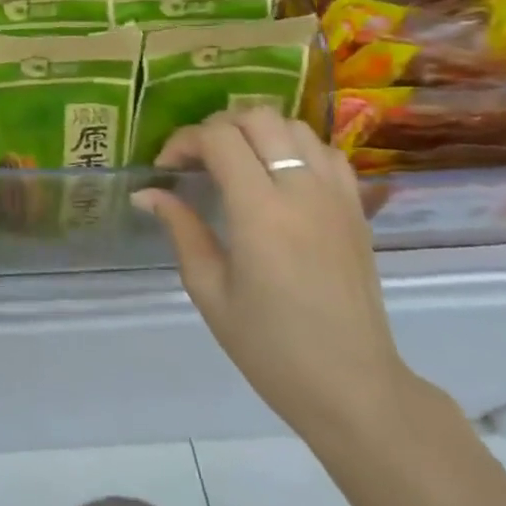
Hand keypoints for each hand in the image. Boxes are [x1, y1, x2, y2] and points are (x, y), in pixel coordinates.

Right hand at [133, 109, 421, 443]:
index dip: (184, 141)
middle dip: (218, 127)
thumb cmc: (271, 347)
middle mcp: (302, 191)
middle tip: (199, 159)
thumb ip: (181, 230)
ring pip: (295, 126)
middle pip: (258, 118)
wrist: (353, 387)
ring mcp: (337, 196)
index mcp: (261, 212)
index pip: (219, 139)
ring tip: (236, 162)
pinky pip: (327, 152)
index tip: (167, 168)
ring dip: (258, 132)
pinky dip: (297, 147)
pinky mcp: (357, 209)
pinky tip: (279, 175)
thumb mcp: (210, 290)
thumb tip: (147, 193)